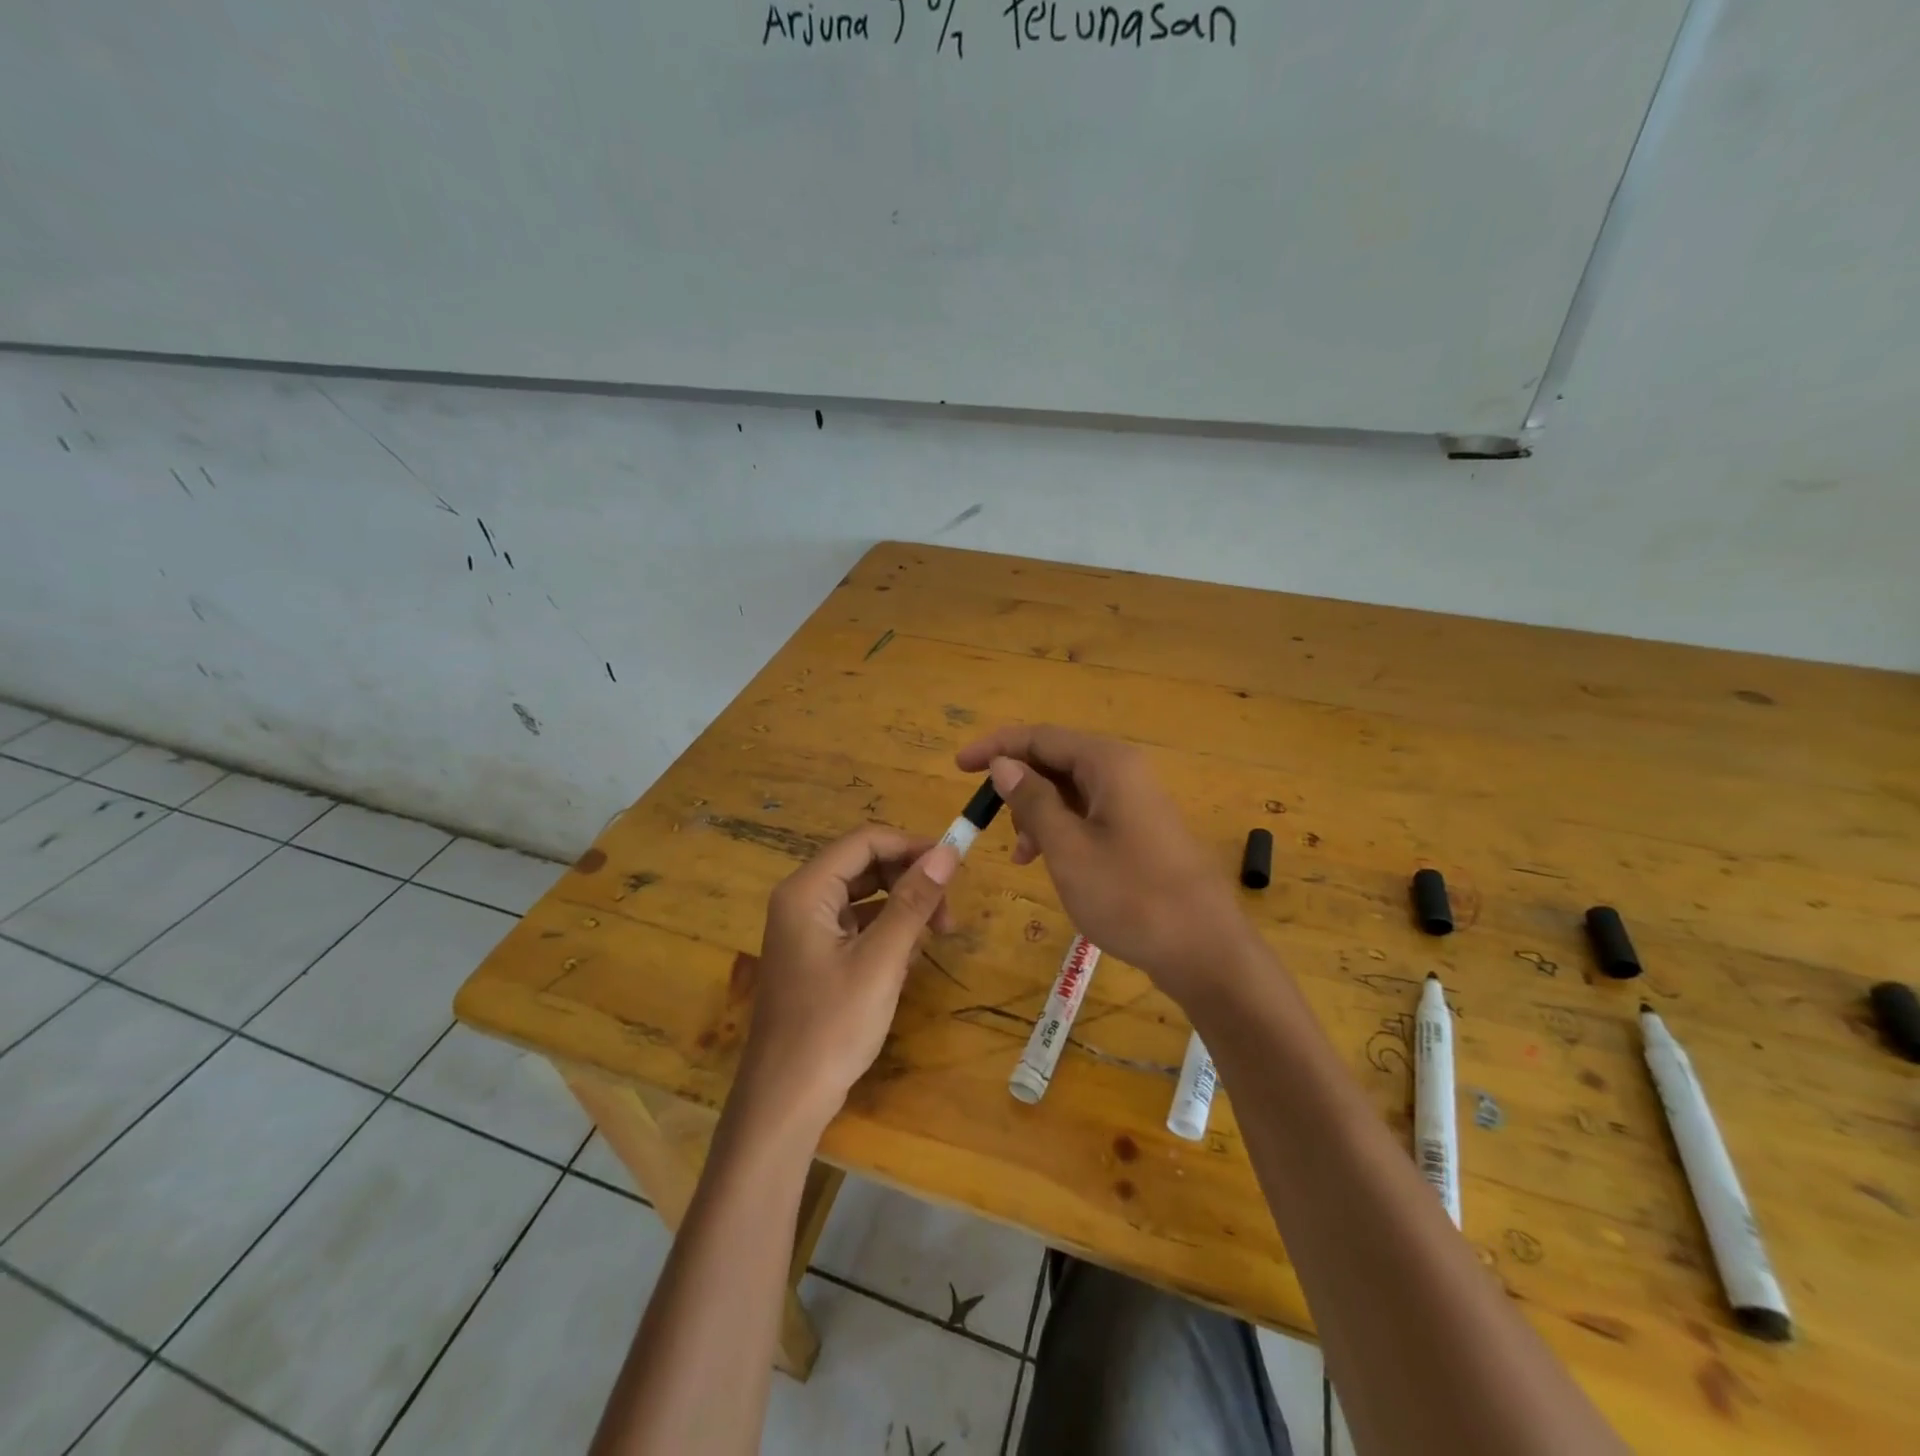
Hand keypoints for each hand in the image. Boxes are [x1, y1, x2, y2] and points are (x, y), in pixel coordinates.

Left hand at [735, 825, 959, 1134]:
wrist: (785, 1101)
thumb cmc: (831, 1026)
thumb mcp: (881, 960)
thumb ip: (913, 902)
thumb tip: (947, 852)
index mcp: (806, 891)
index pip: (865, 841)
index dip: (911, 845)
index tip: (954, 866)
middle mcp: (801, 900)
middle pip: (864, 865)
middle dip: (909, 880)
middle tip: (947, 915)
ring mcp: (805, 929)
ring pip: (864, 895)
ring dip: (902, 907)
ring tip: (935, 938)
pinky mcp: (814, 955)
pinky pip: (857, 924)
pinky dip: (886, 931)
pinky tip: (907, 958)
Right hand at [956, 725, 1248, 1002]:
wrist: (1204, 949)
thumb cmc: (1129, 895)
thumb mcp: (1068, 848)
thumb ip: (1032, 801)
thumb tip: (1004, 764)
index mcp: (1107, 763)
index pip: (1040, 736)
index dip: (996, 747)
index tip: (958, 767)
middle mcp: (1123, 770)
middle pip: (1056, 760)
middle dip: (1019, 787)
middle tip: (996, 824)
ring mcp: (1135, 800)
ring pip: (1071, 790)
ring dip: (1038, 813)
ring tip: (1025, 855)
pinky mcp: (1140, 829)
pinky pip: (1089, 813)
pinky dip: (1062, 830)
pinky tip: (1050, 861)